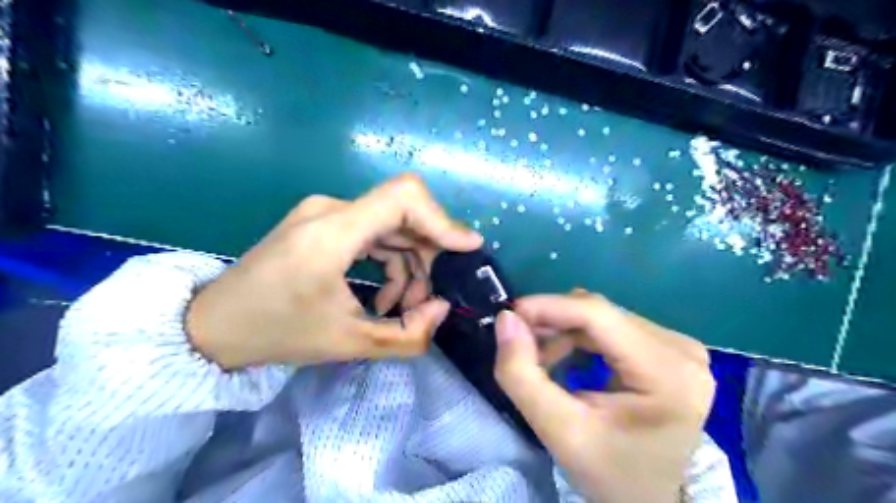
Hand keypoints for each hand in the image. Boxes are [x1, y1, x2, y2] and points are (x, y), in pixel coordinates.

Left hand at [186, 173, 487, 368]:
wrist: (212, 325)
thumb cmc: (276, 333)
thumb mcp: (348, 344)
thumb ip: (408, 334)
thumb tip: (443, 307)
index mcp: (333, 232)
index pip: (404, 197)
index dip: (443, 219)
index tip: (467, 249)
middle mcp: (331, 209)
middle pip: (404, 215)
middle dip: (428, 257)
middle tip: (427, 300)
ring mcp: (325, 213)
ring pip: (391, 227)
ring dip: (408, 265)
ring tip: (399, 307)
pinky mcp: (322, 223)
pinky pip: (373, 233)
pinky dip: (388, 262)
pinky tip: (380, 295)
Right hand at [490, 291, 714, 502]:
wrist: (648, 499)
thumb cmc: (608, 472)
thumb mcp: (558, 431)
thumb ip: (522, 375)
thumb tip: (506, 319)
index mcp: (668, 373)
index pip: (598, 315)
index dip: (548, 307)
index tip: (509, 315)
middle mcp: (681, 349)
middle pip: (600, 314)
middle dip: (552, 323)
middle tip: (520, 345)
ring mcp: (679, 346)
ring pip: (602, 317)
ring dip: (563, 331)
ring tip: (541, 361)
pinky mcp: (668, 348)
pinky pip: (611, 326)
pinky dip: (579, 337)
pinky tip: (565, 358)